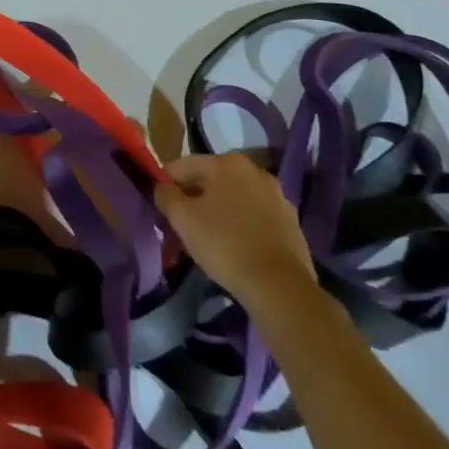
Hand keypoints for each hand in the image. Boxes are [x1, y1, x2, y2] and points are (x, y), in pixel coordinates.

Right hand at [155, 152, 315, 305]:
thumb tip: (161, 188)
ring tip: (206, 238)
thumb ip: (165, 196)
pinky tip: (233, 247)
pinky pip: (254, 216)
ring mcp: (277, 196)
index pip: (183, 166)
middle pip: (210, 180)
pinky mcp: (290, 222)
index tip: (159, 206)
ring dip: (217, 211)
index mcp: (227, 162)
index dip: (165, 184)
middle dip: (193, 199)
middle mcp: (254, 170)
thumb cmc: (225, 244)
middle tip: (180, 224)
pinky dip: (240, 225)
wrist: (279, 286)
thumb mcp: (183, 219)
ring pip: (234, 198)